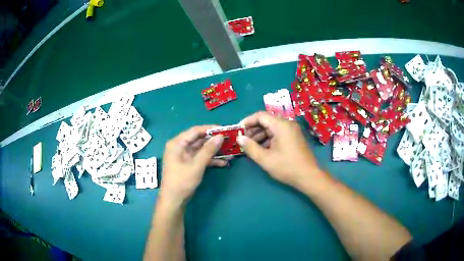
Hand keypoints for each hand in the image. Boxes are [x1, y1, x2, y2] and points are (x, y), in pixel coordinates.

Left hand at [160, 125, 227, 203]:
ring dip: (214, 151)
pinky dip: (210, 160)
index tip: (224, 129)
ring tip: (230, 151)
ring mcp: (184, 156)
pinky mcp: (188, 164)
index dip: (210, 129)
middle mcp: (180, 147)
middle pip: (199, 140)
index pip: (195, 131)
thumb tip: (220, 136)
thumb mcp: (197, 165)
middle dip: (214, 141)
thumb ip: (208, 150)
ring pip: (201, 149)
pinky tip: (223, 162)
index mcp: (177, 143)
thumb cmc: (182, 181)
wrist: (174, 200)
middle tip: (229, 140)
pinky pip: (200, 158)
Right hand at [238, 111, 324, 187]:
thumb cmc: (287, 167)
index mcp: (281, 125)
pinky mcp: (294, 137)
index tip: (238, 131)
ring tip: (250, 146)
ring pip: (272, 128)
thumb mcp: (265, 159)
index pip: (260, 115)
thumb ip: (250, 147)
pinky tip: (262, 149)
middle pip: (266, 121)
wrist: (309, 176)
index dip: (247, 121)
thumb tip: (239, 138)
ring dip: (260, 135)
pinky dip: (268, 139)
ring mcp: (292, 130)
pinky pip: (278, 133)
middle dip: (253, 129)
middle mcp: (287, 124)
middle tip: (243, 140)